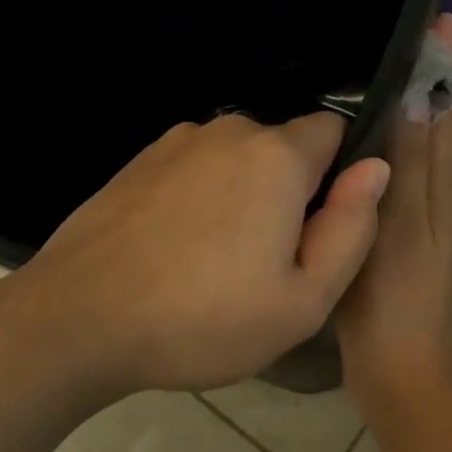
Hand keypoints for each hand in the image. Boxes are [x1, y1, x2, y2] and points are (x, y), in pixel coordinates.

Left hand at [3, 111, 389, 392]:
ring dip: (243, 195)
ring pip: (237, 159)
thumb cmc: (202, 319)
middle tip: (268, 261)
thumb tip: (376, 168)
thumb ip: (352, 228)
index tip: (320, 228)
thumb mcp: (302, 300)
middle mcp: (228, 130)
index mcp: (276, 156)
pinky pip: (195, 169)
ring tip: (217, 262)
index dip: (339, 176)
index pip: (335, 130)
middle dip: (290, 191)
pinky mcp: (139, 161)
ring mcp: (176, 142)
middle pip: (284, 148)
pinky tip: (176, 250)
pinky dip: (201, 197)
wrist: (76, 320)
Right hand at [336, 16, 451, 409]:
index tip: (440, 19)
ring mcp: (410, 213)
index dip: (445, 66)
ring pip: (413, 145)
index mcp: (436, 184)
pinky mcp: (387, 230)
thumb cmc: (395, 295)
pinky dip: (381, 144)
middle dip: (427, 77)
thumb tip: (419, 95)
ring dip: (404, 106)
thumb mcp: (400, 225)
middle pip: (435, 122)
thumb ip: (409, 164)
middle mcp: (430, 191)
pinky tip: (349, 144)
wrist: (396, 367)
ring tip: (369, 74)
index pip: (447, 109)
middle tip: (399, 35)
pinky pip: (389, 172)